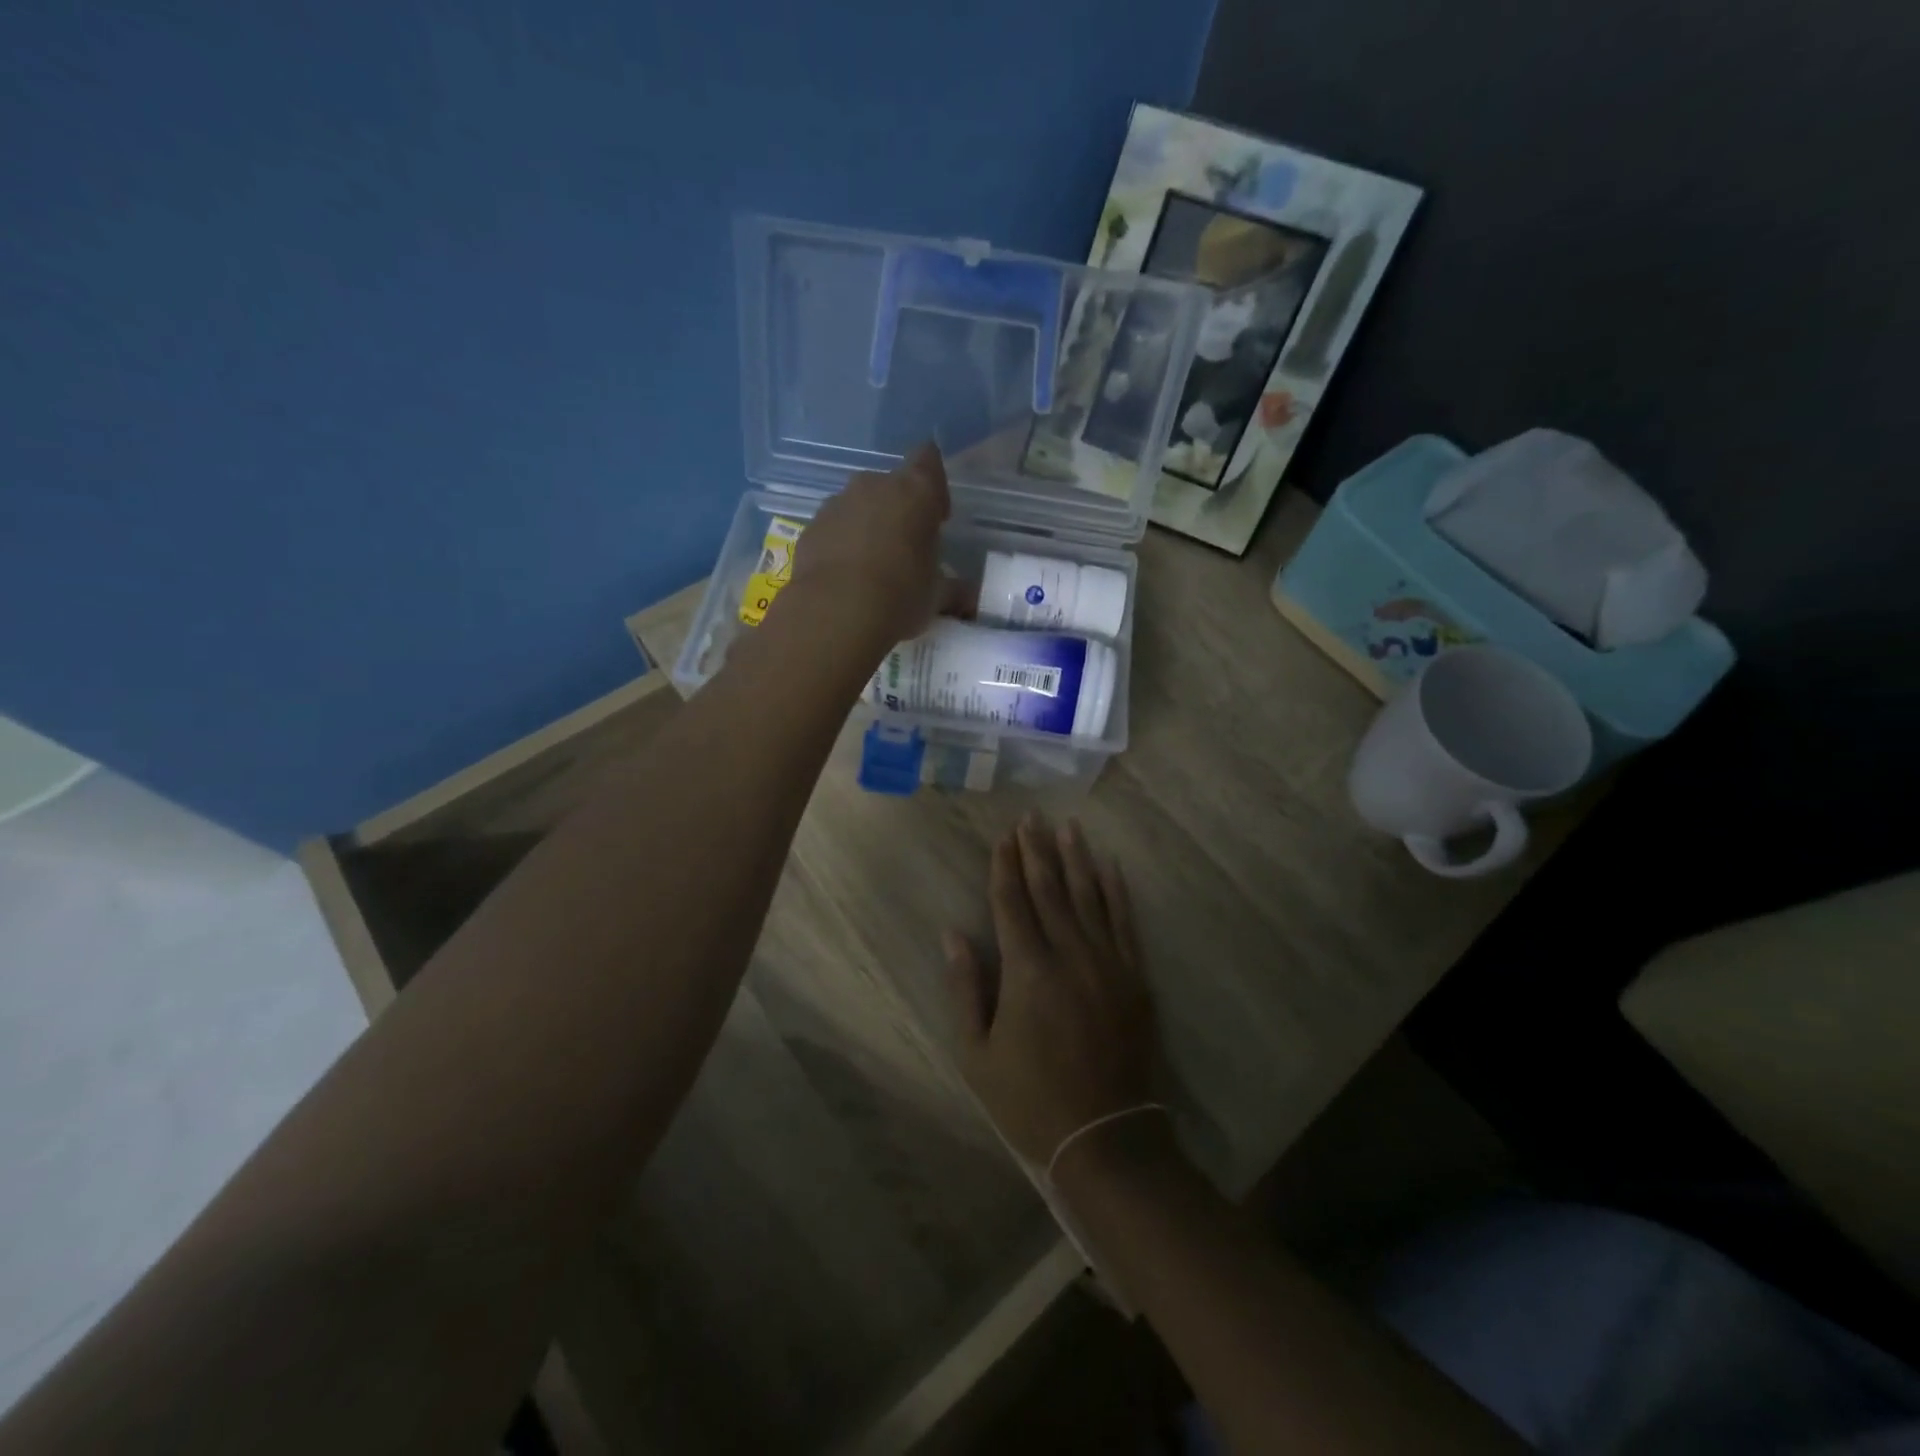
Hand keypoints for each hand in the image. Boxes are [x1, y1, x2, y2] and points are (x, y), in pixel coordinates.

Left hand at [782, 441, 953, 648]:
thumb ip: (952, 589)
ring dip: (866, 526)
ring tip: (872, 567)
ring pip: (858, 505)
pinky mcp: (809, 528)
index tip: (936, 516)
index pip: (929, 460)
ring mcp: (836, 503)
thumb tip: (968, 598)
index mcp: (915, 491)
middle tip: (905, 548)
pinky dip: (840, 544)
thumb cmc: (900, 595)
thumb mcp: (937, 596)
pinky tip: (845, 578)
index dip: (934, 485)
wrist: (835, 613)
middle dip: (898, 510)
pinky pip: (833, 528)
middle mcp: (873, 485)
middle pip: (890, 485)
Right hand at [945, 814, 1158, 1169]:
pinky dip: (1116, 892)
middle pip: (1050, 890)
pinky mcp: (1135, 977)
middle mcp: (1069, 955)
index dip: (1005, 867)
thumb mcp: (978, 1053)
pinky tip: (1110, 867)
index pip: (1012, 903)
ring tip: (1068, 826)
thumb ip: (965, 988)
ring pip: (1089, 897)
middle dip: (1037, 851)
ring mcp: (1107, 963)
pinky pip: (1124, 923)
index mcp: (1027, 972)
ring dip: (1077, 859)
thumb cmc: (1030, 1099)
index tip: (1003, 837)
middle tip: (1031, 817)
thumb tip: (953, 934)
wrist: (1106, 1137)